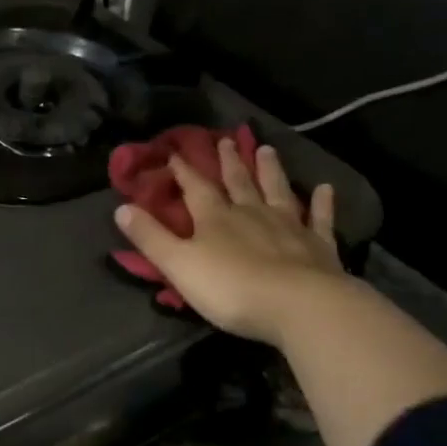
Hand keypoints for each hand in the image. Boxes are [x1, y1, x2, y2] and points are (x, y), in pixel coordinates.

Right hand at [114, 140, 346, 345]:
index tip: (175, 152)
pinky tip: (325, 188)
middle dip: (229, 162)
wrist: (300, 306)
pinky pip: (321, 219)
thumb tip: (121, 208)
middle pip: (238, 182)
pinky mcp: (320, 247)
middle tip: (226, 138)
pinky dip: (323, 203)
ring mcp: (289, 227)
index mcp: (215, 218)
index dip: (183, 171)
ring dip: (270, 170)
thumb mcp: (179, 265)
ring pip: (277, 191)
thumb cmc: (231, 288)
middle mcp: (251, 213)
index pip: (195, 188)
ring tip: (267, 149)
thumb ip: (151, 238)